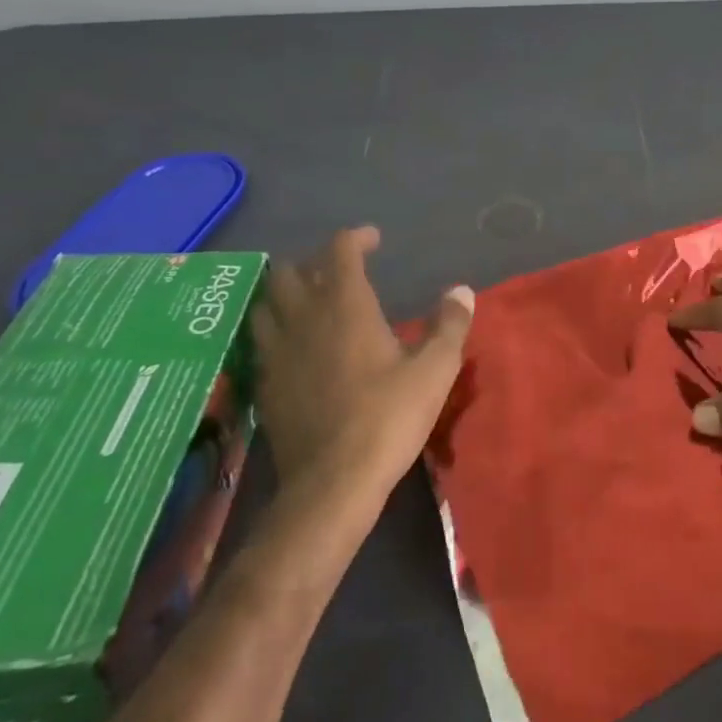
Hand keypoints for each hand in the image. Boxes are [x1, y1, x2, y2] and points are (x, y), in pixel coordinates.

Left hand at [249, 226, 472, 496]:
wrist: (333, 484)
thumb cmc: (388, 417)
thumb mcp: (435, 369)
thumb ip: (449, 324)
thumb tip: (460, 290)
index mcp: (345, 305)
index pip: (339, 250)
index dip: (356, 238)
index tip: (374, 241)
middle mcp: (303, 319)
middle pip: (288, 270)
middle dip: (312, 262)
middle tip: (338, 273)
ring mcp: (277, 352)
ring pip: (264, 304)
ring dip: (284, 294)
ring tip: (308, 303)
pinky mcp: (264, 385)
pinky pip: (261, 342)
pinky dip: (275, 331)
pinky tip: (295, 348)